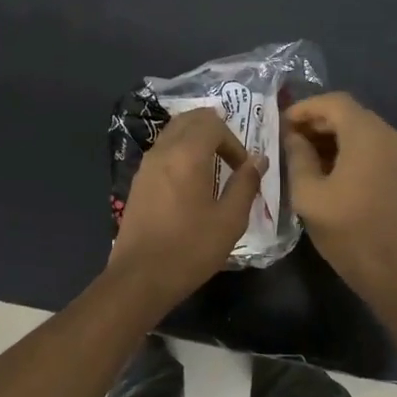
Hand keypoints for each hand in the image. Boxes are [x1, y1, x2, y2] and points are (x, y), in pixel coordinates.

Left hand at [109, 108, 266, 306]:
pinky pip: (162, 152)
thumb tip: (259, 159)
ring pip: (173, 133)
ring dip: (196, 141)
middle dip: (215, 131)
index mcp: (187, 155)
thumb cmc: (191, 249)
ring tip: (213, 170)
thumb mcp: (230, 220)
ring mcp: (146, 166)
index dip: (234, 140)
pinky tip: (191, 184)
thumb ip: (246, 184)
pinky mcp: (138, 182)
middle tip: (231, 158)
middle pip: (189, 119)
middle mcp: (163, 151)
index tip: (243, 169)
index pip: (213, 123)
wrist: (140, 278)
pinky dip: (180, 154)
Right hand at [283, 92, 396, 304]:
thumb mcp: (309, 193)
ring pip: (360, 129)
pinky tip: (325, 169)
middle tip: (287, 139)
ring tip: (301, 155)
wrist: (390, 268)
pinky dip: (347, 148)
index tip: (280, 123)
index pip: (334, 102)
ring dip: (330, 136)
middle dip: (316, 121)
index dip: (305, 108)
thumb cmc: (346, 230)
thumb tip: (293, 137)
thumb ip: (297, 157)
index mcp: (366, 135)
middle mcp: (387, 135)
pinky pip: (370, 146)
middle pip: (349, 113)